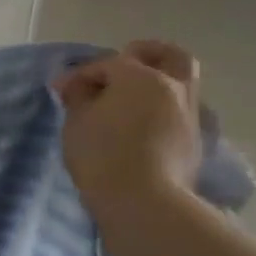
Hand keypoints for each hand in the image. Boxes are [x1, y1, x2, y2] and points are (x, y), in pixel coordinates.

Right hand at [57, 41, 202, 229]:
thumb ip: (78, 97)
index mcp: (141, 77)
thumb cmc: (101, 154)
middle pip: (170, 56)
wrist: (143, 201)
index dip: (82, 74)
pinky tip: (141, 126)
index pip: (109, 63)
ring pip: (180, 85)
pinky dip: (161, 111)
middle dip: (147, 55)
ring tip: (129, 103)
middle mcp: (173, 88)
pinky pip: (178, 113)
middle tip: (123, 65)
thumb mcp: (76, 122)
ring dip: (158, 85)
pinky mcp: (194, 143)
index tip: (61, 91)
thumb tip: (79, 86)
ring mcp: (189, 115)